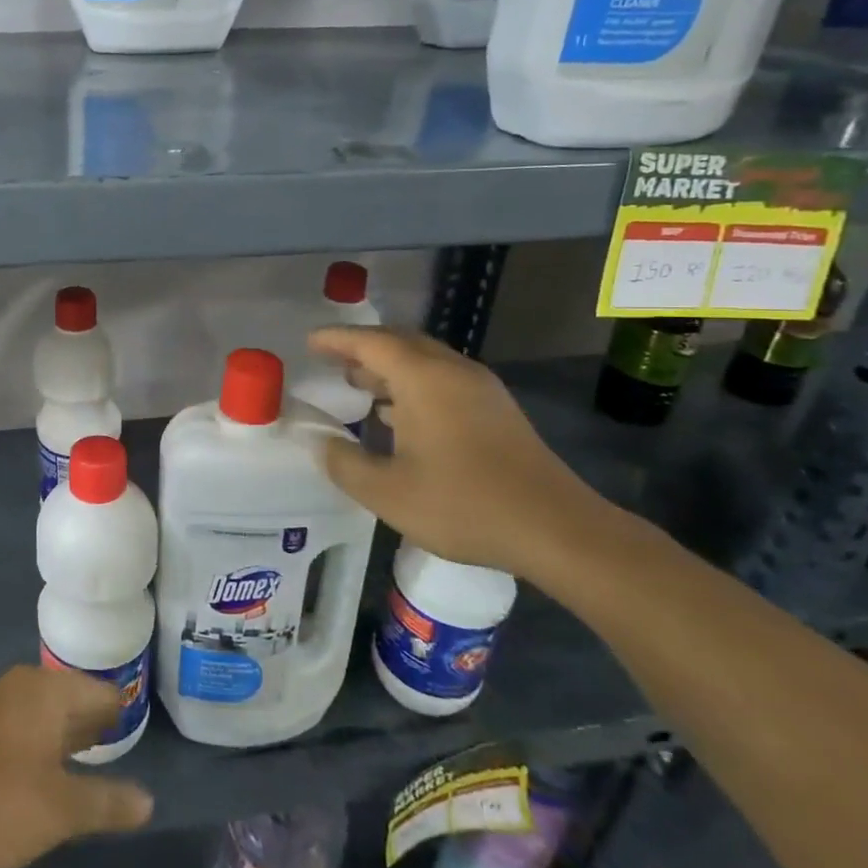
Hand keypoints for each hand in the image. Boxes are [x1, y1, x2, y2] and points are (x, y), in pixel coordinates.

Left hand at [0, 666, 153, 867]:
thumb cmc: (2, 804)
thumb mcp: (63, 810)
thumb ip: (108, 802)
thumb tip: (148, 802)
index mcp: (46, 689)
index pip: (99, 690)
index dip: (119, 713)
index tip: (133, 734)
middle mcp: (19, 683)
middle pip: (70, 695)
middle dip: (91, 721)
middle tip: (115, 746)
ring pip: (42, 708)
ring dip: (63, 731)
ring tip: (85, 758)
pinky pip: (18, 721)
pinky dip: (37, 738)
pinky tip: (42, 768)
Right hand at [309, 326, 610, 580]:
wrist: (557, 529)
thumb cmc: (464, 504)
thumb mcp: (387, 492)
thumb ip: (344, 463)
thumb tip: (321, 442)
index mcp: (423, 379)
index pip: (370, 342)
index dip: (336, 339)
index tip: (310, 341)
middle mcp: (452, 371)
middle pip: (400, 342)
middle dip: (363, 347)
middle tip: (332, 360)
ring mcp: (480, 389)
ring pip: (425, 361)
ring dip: (389, 366)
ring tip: (359, 384)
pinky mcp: (497, 410)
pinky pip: (443, 379)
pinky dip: (412, 383)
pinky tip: (400, 414)